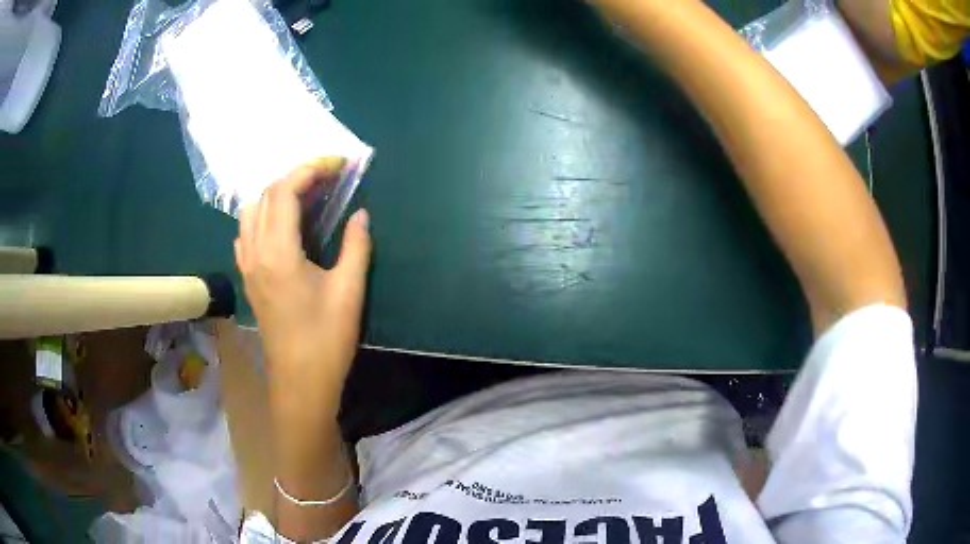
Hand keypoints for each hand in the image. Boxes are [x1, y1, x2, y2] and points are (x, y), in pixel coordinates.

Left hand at [235, 158, 371, 415]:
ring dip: (276, 194)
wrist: (300, 381)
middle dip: (296, 177)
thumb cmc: (326, 338)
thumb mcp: (349, 291)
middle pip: (267, 195)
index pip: (285, 191)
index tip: (338, 164)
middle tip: (328, 177)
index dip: (311, 169)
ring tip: (306, 197)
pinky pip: (246, 233)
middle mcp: (255, 252)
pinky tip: (284, 227)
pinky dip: (263, 216)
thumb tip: (361, 213)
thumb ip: (356, 246)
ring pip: (251, 212)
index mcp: (279, 252)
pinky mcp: (248, 278)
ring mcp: (247, 265)